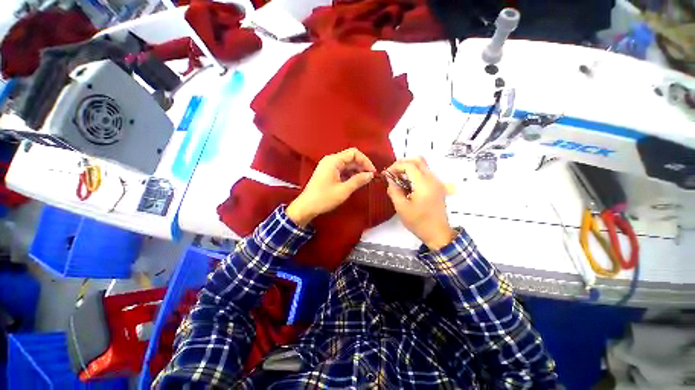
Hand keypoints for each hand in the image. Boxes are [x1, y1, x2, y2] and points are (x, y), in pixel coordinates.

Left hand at [287, 148, 375, 225]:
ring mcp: (328, 166)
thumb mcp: (344, 190)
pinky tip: (355, 182)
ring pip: (346, 164)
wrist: (306, 207)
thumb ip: (358, 180)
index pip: (353, 153)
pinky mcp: (327, 173)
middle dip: (361, 166)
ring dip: (356, 171)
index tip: (372, 172)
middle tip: (370, 177)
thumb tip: (371, 175)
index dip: (365, 161)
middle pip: (350, 158)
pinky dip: (350, 174)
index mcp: (333, 160)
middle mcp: (330, 160)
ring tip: (364, 181)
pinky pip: (341, 170)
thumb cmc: (324, 198)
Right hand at [385, 157, 455, 249]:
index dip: (395, 166)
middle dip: (402, 164)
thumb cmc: (418, 222)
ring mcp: (437, 182)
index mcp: (424, 184)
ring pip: (422, 166)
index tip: (386, 175)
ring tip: (398, 179)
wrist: (438, 233)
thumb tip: (389, 179)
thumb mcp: (401, 207)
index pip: (409, 165)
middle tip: (392, 174)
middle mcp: (432, 179)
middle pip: (418, 161)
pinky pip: (425, 173)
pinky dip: (414, 174)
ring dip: (408, 168)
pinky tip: (407, 185)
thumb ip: (394, 190)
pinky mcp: (437, 187)